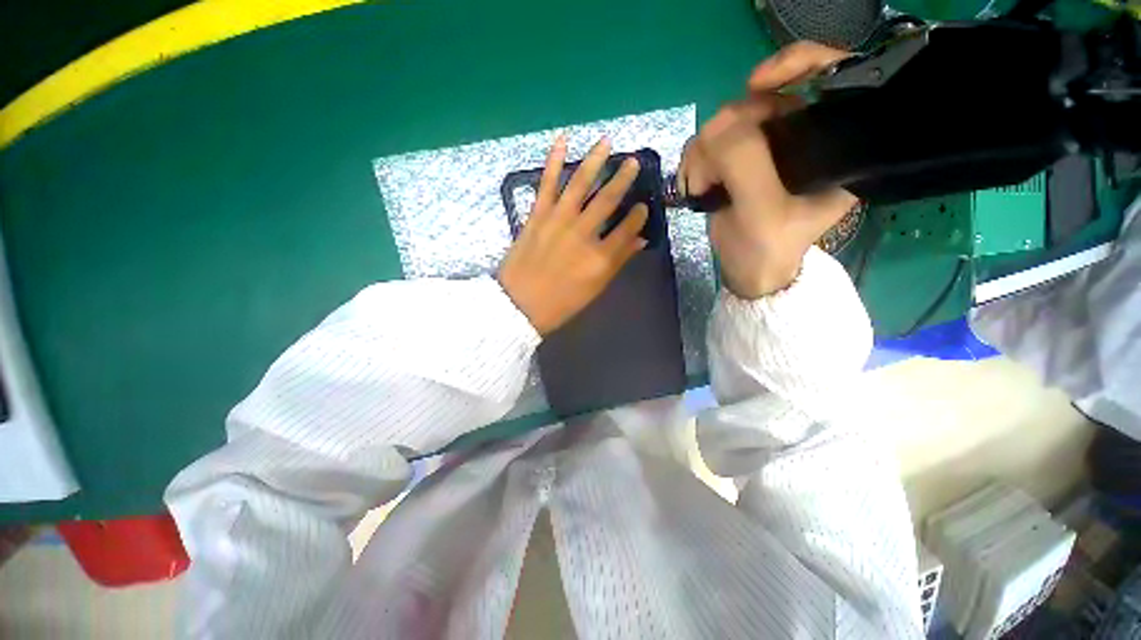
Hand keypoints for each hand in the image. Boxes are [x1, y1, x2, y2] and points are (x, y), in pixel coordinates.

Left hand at [499, 136, 648, 335]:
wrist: (519, 304)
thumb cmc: (561, 303)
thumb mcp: (595, 288)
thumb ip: (618, 262)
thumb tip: (640, 240)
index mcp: (600, 258)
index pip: (628, 228)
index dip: (638, 215)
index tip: (643, 206)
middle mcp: (583, 234)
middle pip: (608, 200)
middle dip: (623, 179)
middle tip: (633, 163)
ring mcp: (559, 220)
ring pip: (581, 183)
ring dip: (595, 160)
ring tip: (607, 142)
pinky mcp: (537, 215)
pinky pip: (547, 183)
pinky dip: (554, 160)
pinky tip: (563, 140)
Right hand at [680, 42, 856, 298]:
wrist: (747, 271)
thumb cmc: (767, 249)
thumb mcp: (762, 211)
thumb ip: (745, 163)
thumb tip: (717, 125)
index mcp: (833, 144)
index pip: (830, 75)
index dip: (795, 63)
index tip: (756, 84)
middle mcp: (802, 136)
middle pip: (762, 99)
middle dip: (727, 132)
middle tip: (709, 175)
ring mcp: (766, 147)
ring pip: (728, 120)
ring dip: (704, 153)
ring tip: (700, 187)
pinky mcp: (738, 159)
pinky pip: (709, 140)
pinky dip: (694, 159)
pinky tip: (693, 184)